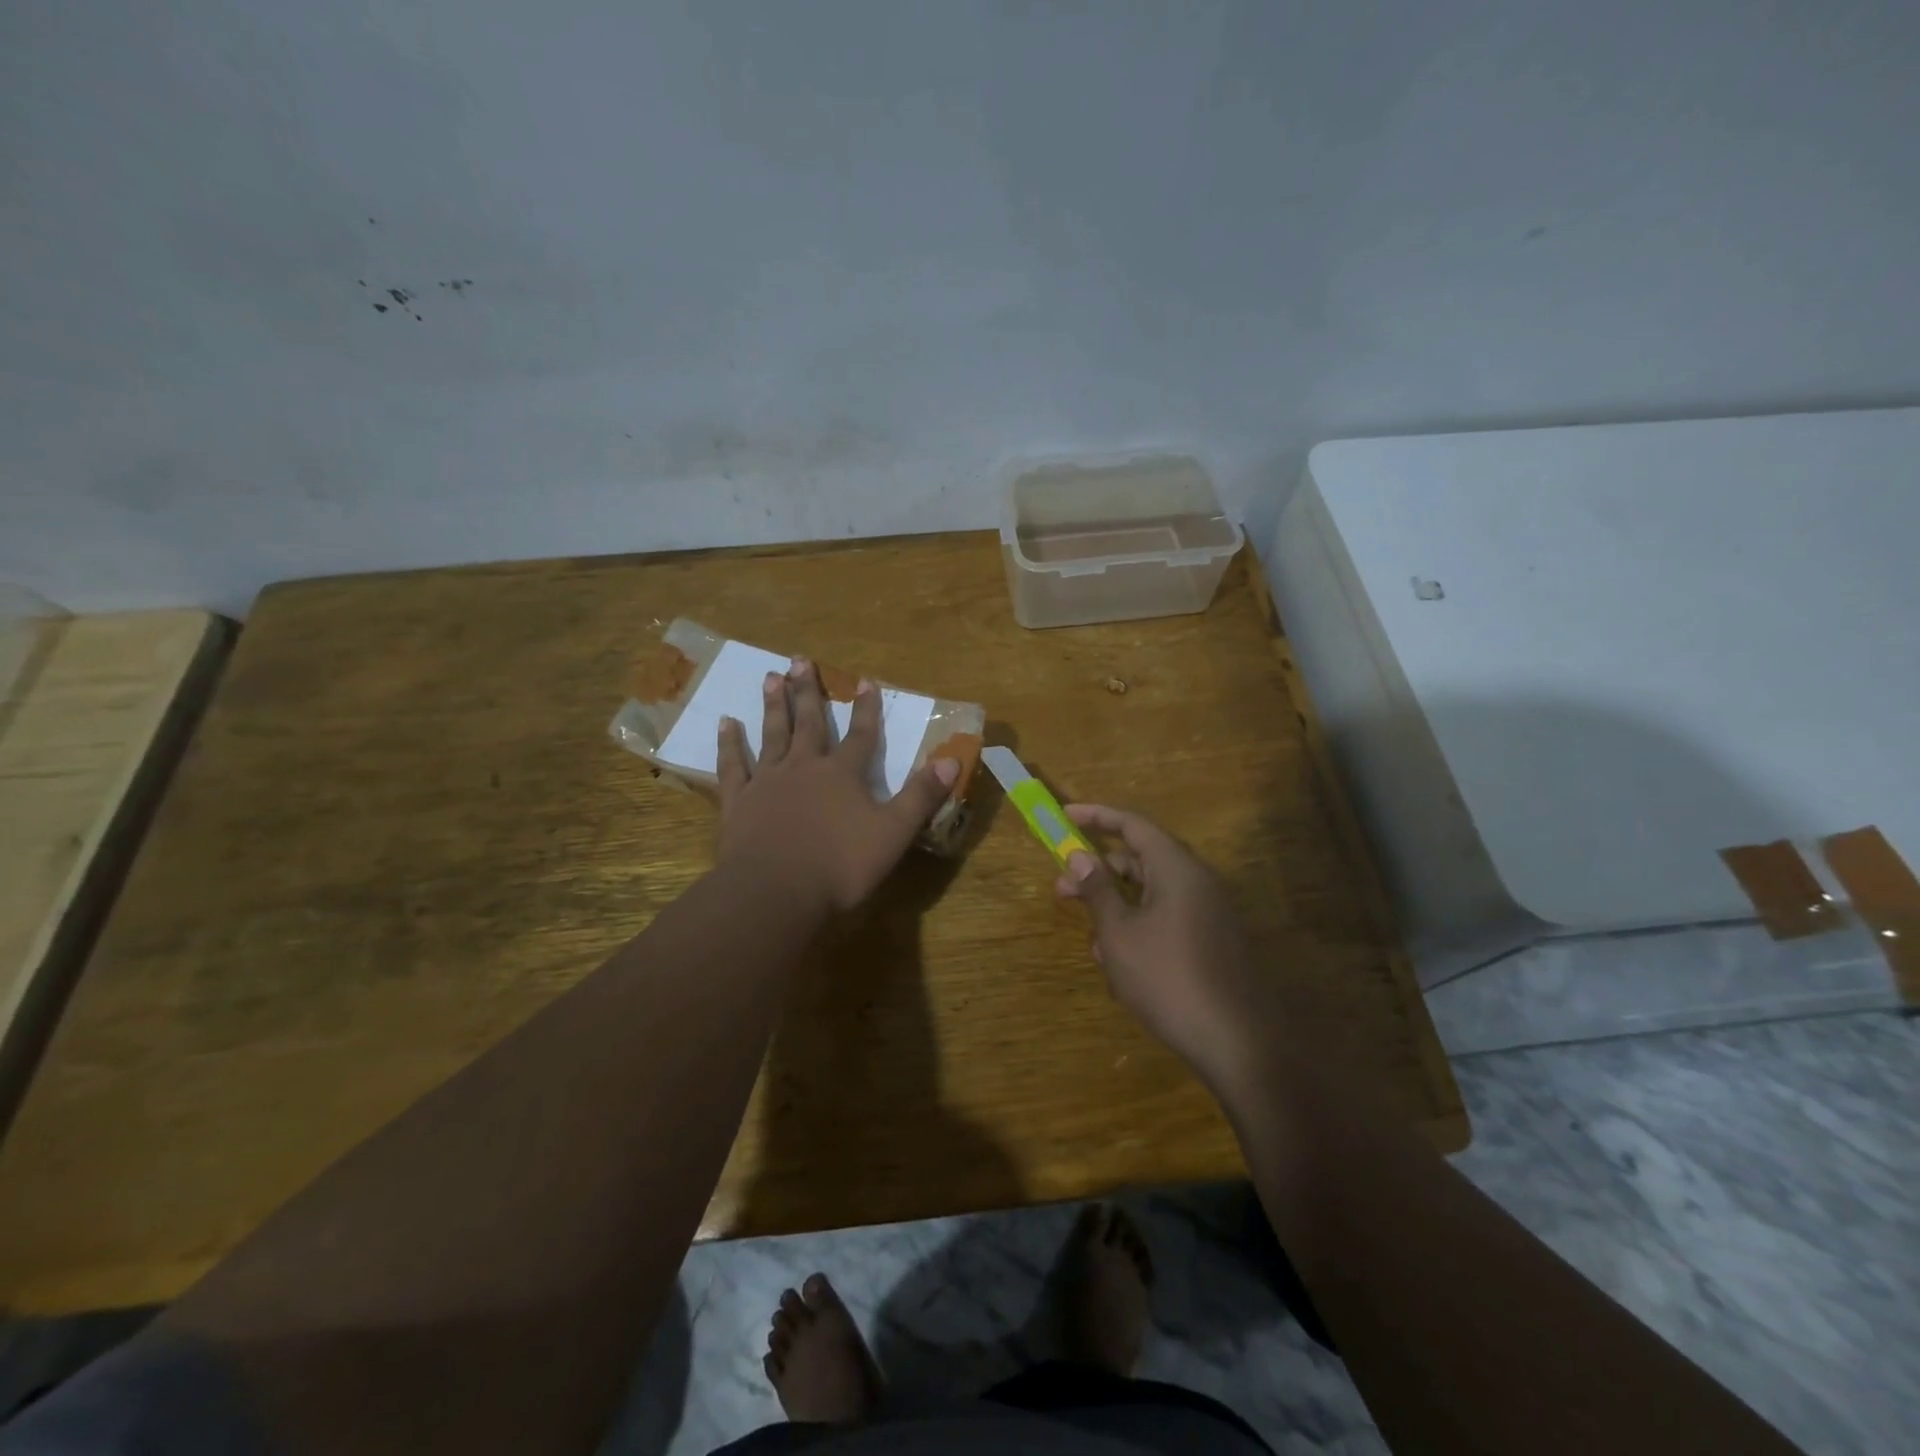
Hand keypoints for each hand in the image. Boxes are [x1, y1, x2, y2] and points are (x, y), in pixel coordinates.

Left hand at [715, 657, 958, 914]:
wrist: (775, 891)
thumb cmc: (839, 865)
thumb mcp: (893, 833)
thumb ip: (921, 796)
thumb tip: (952, 760)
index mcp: (842, 775)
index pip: (861, 734)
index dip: (866, 708)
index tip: (865, 680)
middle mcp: (804, 767)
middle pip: (809, 723)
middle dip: (808, 691)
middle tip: (799, 659)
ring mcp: (767, 782)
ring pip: (772, 735)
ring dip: (773, 706)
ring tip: (770, 677)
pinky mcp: (738, 801)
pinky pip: (732, 765)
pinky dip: (730, 744)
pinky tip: (726, 723)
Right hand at [1055, 804, 1281, 1097]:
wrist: (1236, 1042)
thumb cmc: (1168, 978)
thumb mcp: (1119, 934)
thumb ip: (1097, 890)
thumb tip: (1078, 855)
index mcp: (1176, 868)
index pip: (1132, 825)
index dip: (1096, 817)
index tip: (1064, 816)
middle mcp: (1195, 882)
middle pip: (1139, 861)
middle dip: (1098, 873)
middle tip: (1061, 890)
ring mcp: (1206, 913)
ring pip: (1149, 895)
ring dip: (1115, 909)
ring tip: (1092, 942)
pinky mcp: (1209, 942)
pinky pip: (1165, 920)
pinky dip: (1137, 930)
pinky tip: (1119, 965)